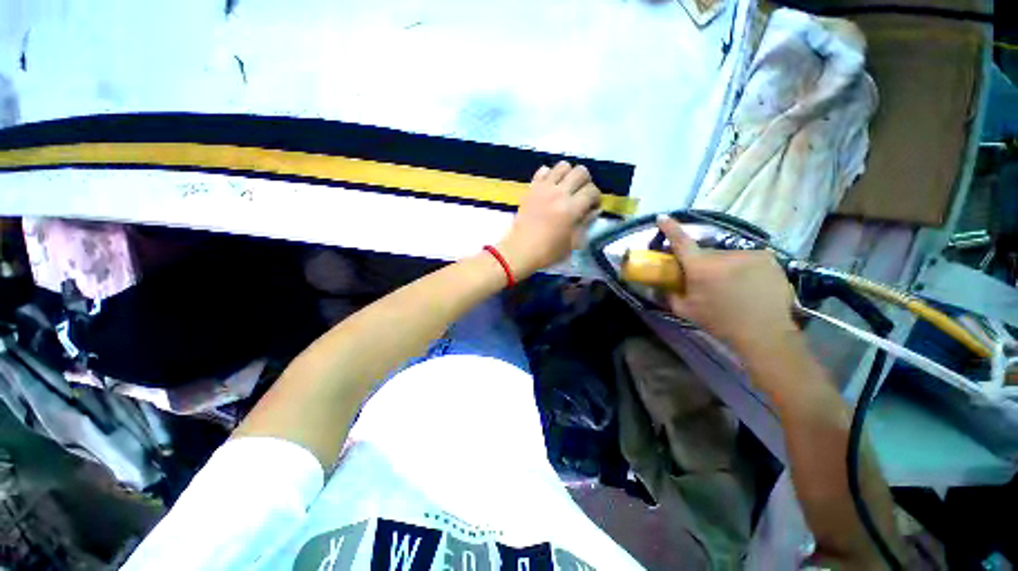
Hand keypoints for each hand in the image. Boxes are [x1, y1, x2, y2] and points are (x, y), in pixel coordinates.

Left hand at [498, 162, 601, 278]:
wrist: (520, 250)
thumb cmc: (548, 251)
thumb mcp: (573, 242)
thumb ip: (585, 223)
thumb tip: (594, 210)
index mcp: (571, 208)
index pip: (592, 190)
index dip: (596, 197)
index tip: (592, 207)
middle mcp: (559, 193)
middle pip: (580, 172)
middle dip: (586, 182)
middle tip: (582, 195)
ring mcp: (543, 188)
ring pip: (563, 166)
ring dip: (569, 174)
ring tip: (566, 188)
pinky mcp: (531, 188)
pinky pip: (543, 170)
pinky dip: (550, 174)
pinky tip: (550, 187)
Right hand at [657, 215, 798, 359]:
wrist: (764, 332)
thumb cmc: (719, 322)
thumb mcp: (686, 311)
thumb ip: (669, 295)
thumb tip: (657, 286)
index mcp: (700, 267)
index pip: (681, 242)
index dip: (670, 228)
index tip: (663, 217)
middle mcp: (723, 255)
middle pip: (706, 254)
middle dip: (703, 264)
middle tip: (707, 282)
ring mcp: (748, 254)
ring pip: (727, 256)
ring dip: (724, 266)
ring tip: (733, 287)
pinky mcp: (767, 257)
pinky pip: (747, 258)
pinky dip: (744, 267)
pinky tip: (749, 284)